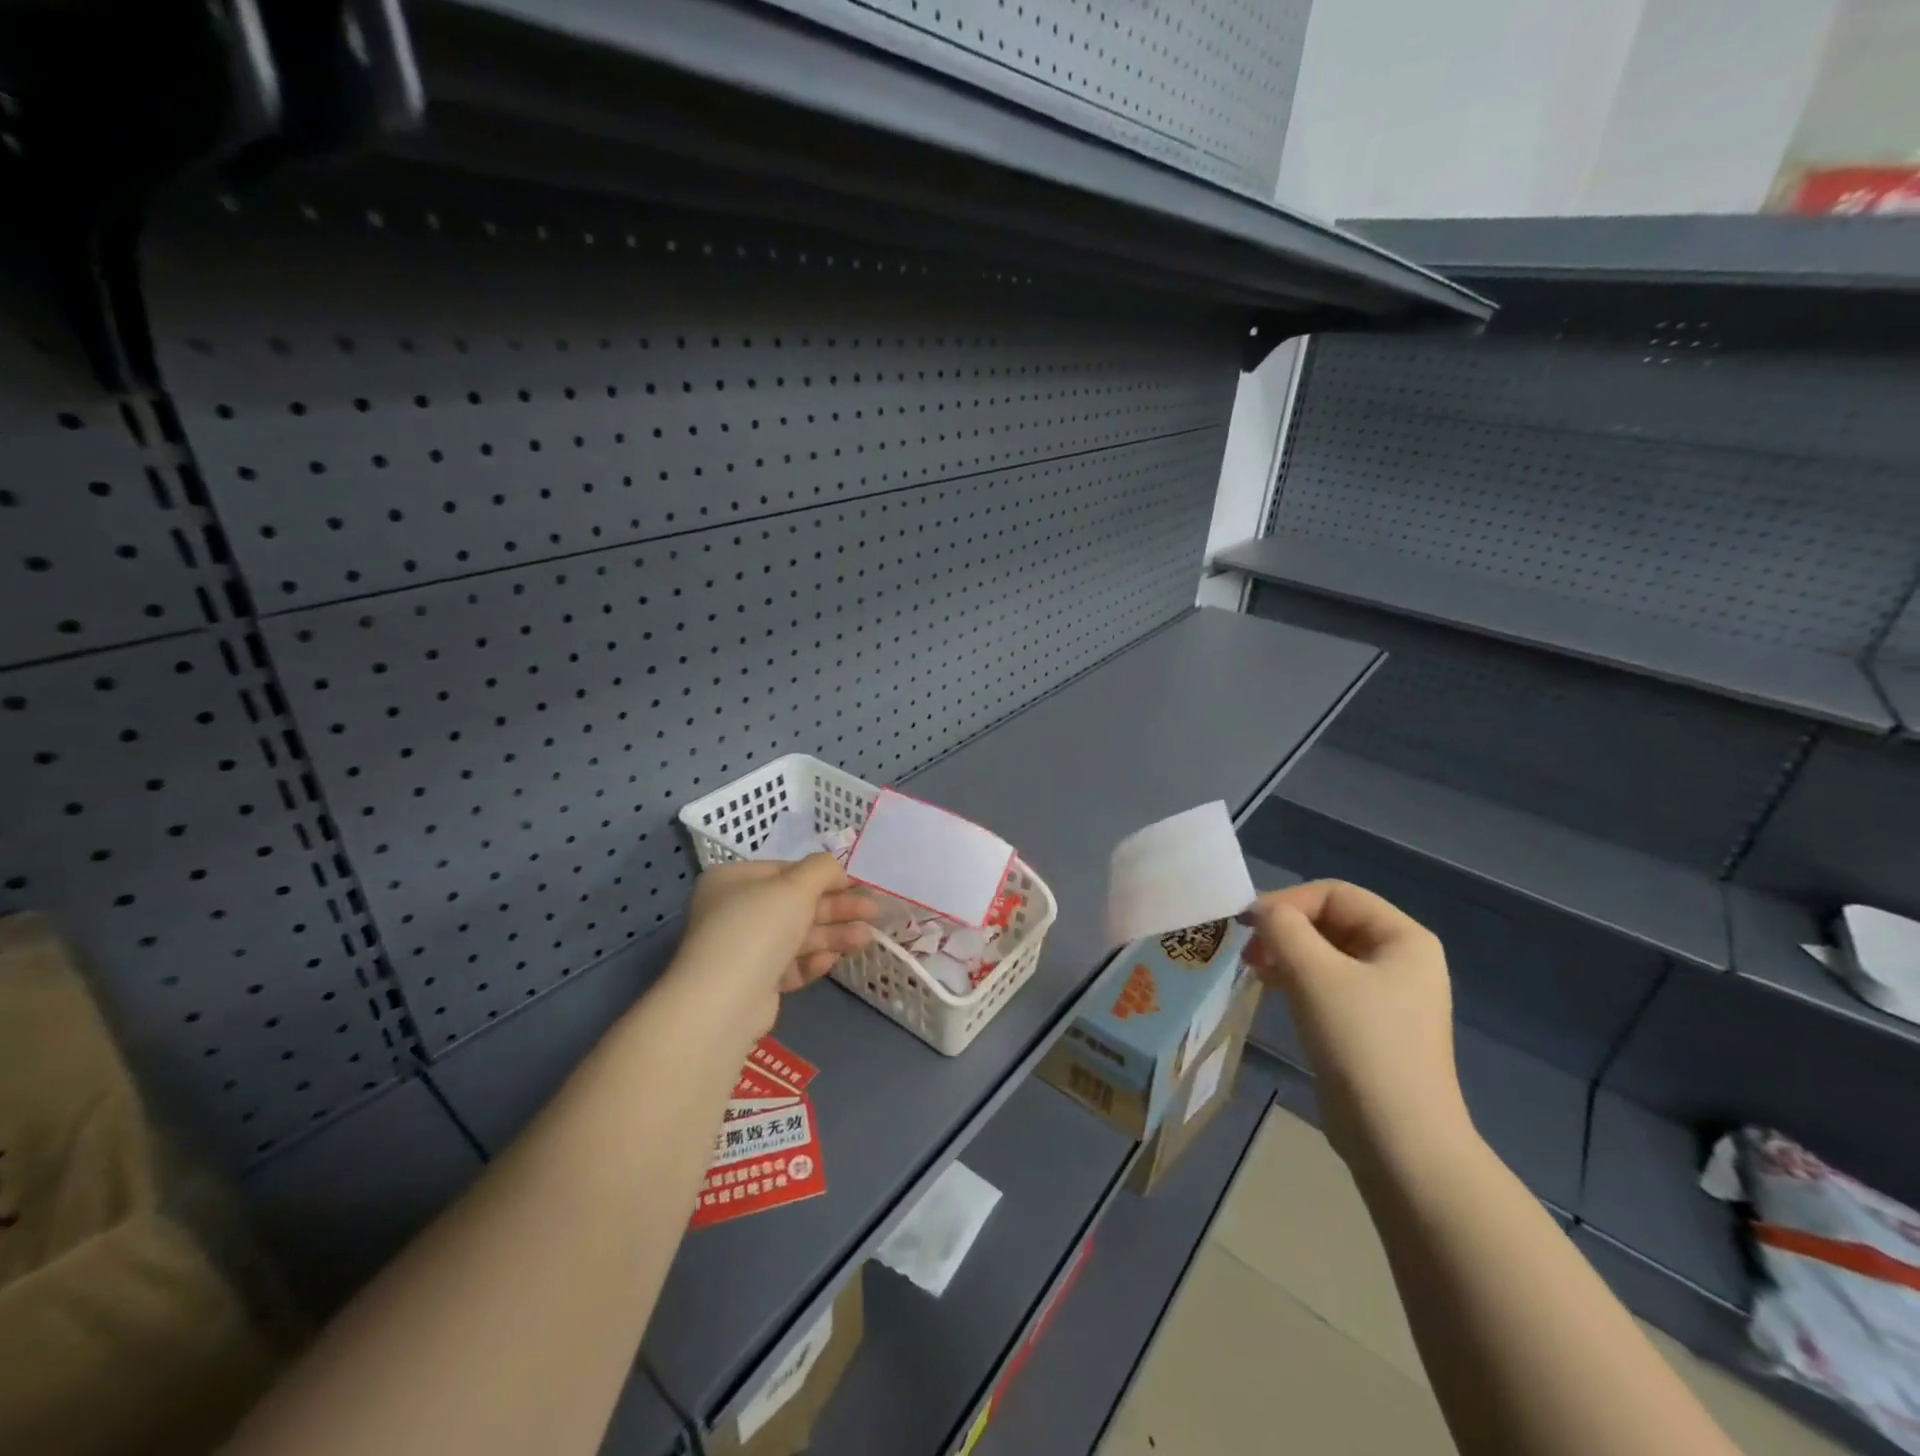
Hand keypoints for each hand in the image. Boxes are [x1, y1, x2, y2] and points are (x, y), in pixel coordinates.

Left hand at [671, 856, 877, 1042]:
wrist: (724, 1001)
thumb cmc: (758, 928)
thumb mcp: (795, 886)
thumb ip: (822, 869)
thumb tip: (836, 866)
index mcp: (733, 880)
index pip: (786, 871)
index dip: (824, 876)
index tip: (857, 883)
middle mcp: (735, 911)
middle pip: (796, 904)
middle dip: (837, 908)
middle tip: (873, 911)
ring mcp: (744, 949)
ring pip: (797, 936)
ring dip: (833, 934)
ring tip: (867, 937)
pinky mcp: (755, 982)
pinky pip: (790, 965)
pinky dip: (812, 960)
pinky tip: (833, 959)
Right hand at [1242, 880, 1473, 1175]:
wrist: (1399, 1140)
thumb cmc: (1361, 1044)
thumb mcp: (1314, 974)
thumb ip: (1282, 928)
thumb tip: (1262, 912)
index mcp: (1403, 937)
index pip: (1334, 894)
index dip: (1287, 902)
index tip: (1248, 926)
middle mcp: (1402, 959)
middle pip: (1330, 921)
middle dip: (1285, 930)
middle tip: (1249, 952)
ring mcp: (1389, 994)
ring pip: (1325, 953)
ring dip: (1286, 954)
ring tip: (1256, 972)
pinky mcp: (1371, 1025)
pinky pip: (1328, 984)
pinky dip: (1297, 980)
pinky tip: (1274, 992)